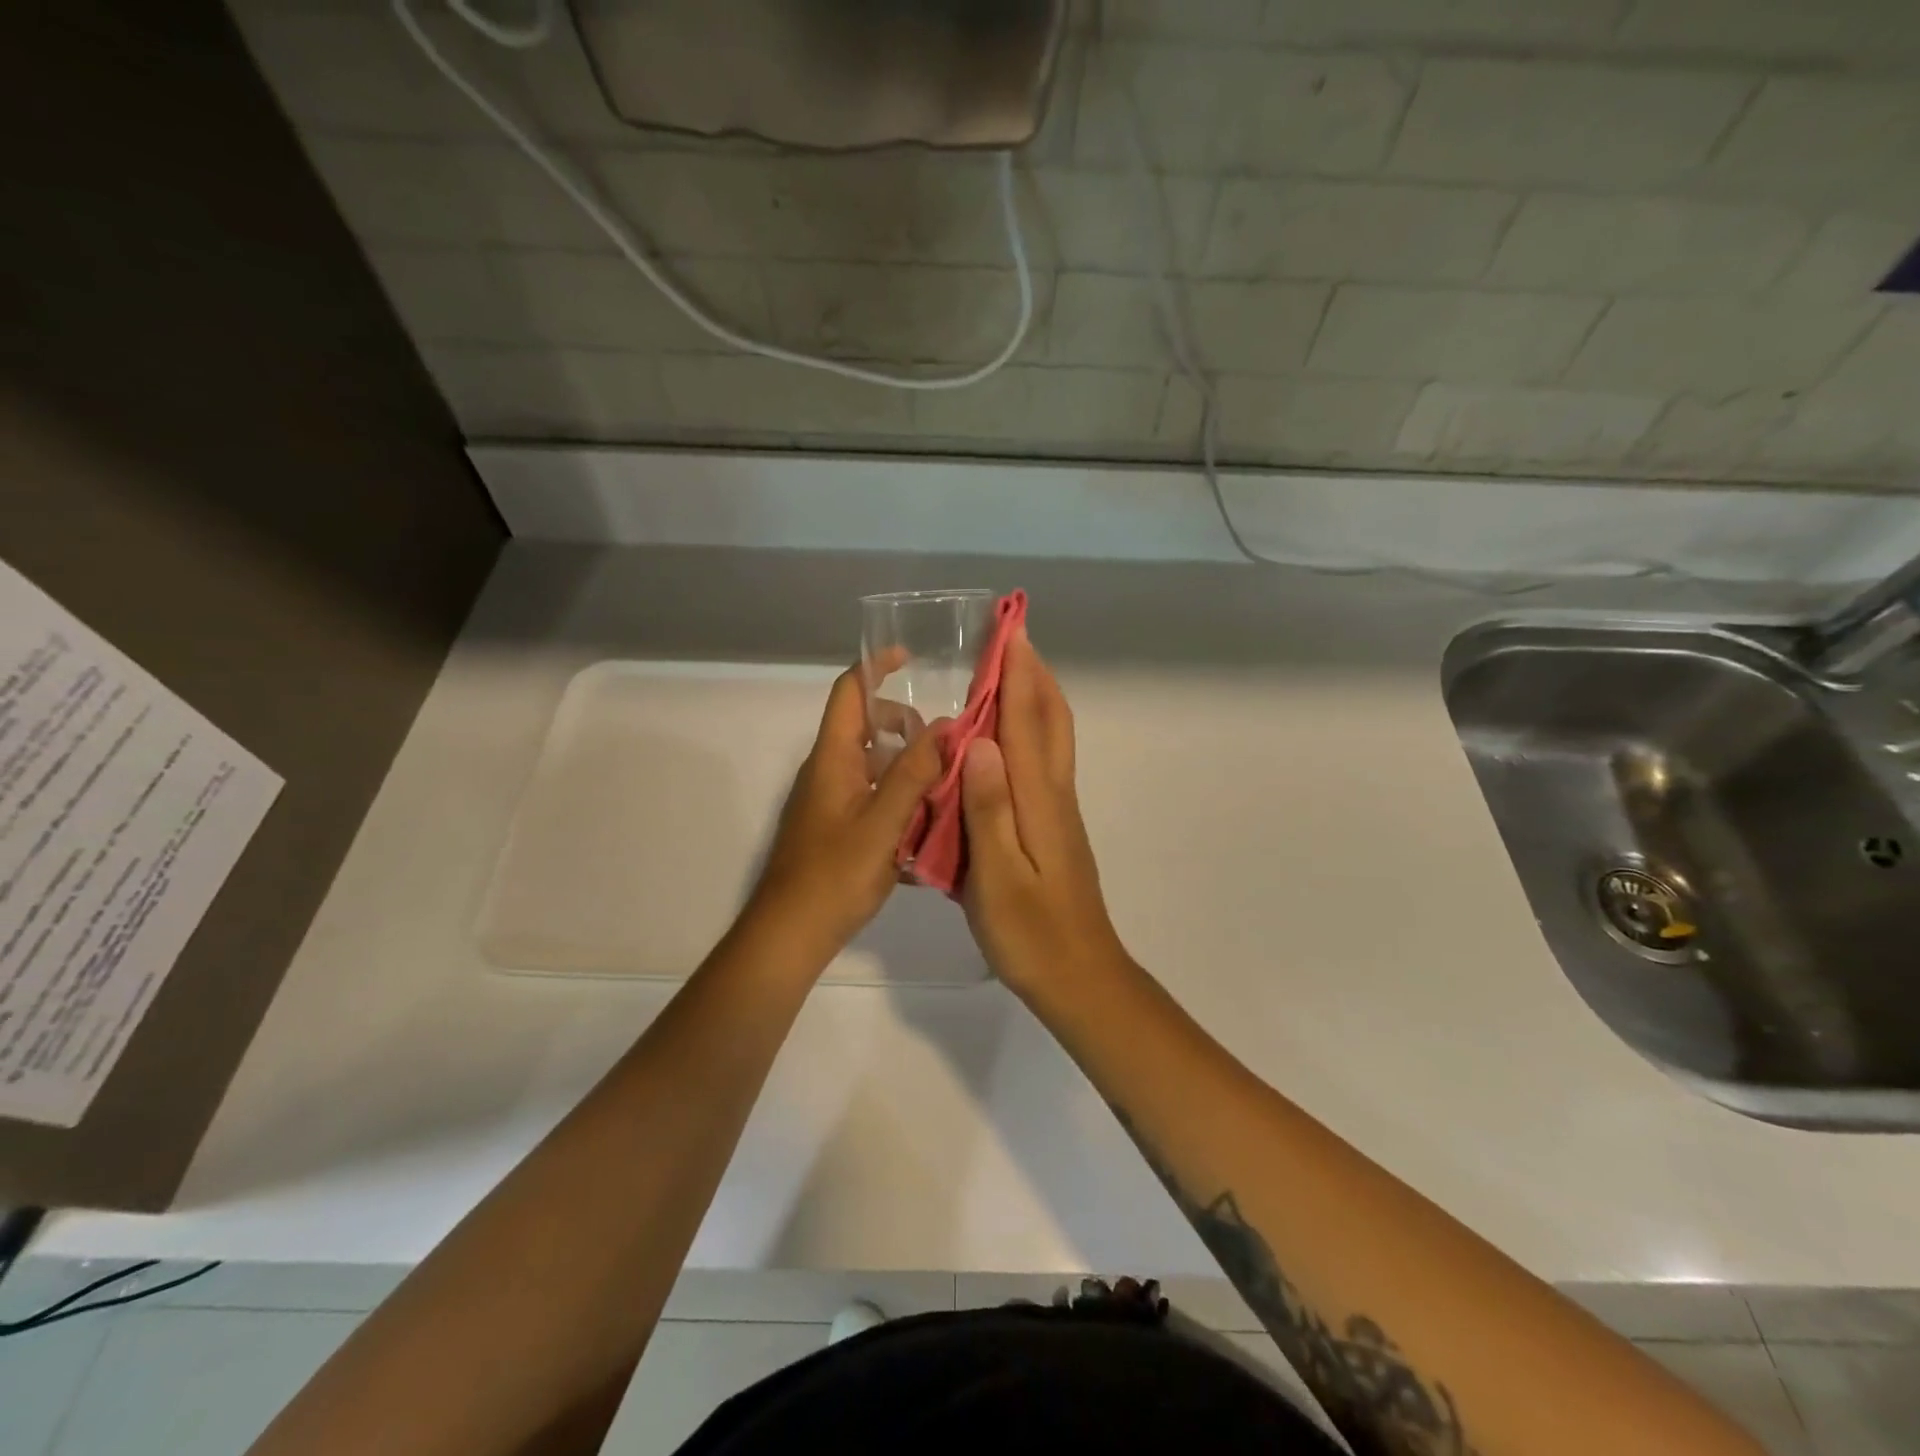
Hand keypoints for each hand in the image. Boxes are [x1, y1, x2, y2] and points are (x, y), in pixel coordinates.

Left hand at [746, 662, 942, 965]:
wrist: (791, 933)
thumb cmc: (834, 875)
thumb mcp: (882, 823)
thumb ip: (914, 774)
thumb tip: (946, 727)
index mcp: (834, 757)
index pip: (850, 691)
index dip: (876, 667)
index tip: (911, 659)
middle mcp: (830, 770)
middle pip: (869, 727)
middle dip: (909, 728)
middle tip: (946, 749)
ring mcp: (832, 800)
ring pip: (876, 765)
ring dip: (910, 769)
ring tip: (947, 791)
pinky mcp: (837, 828)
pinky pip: (874, 798)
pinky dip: (900, 801)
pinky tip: (928, 831)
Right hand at [960, 630, 1130, 1001]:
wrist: (1080, 977)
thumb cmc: (1031, 934)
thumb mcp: (997, 878)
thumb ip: (988, 809)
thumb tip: (979, 740)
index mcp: (1038, 801)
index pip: (1025, 722)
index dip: (1017, 674)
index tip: (1009, 630)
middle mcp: (1054, 795)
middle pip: (1051, 720)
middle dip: (1034, 673)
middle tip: (1012, 636)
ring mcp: (1059, 810)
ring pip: (1053, 738)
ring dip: (1037, 696)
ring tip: (1011, 670)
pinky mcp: (1056, 827)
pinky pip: (1045, 761)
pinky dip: (1032, 730)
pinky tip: (1008, 737)